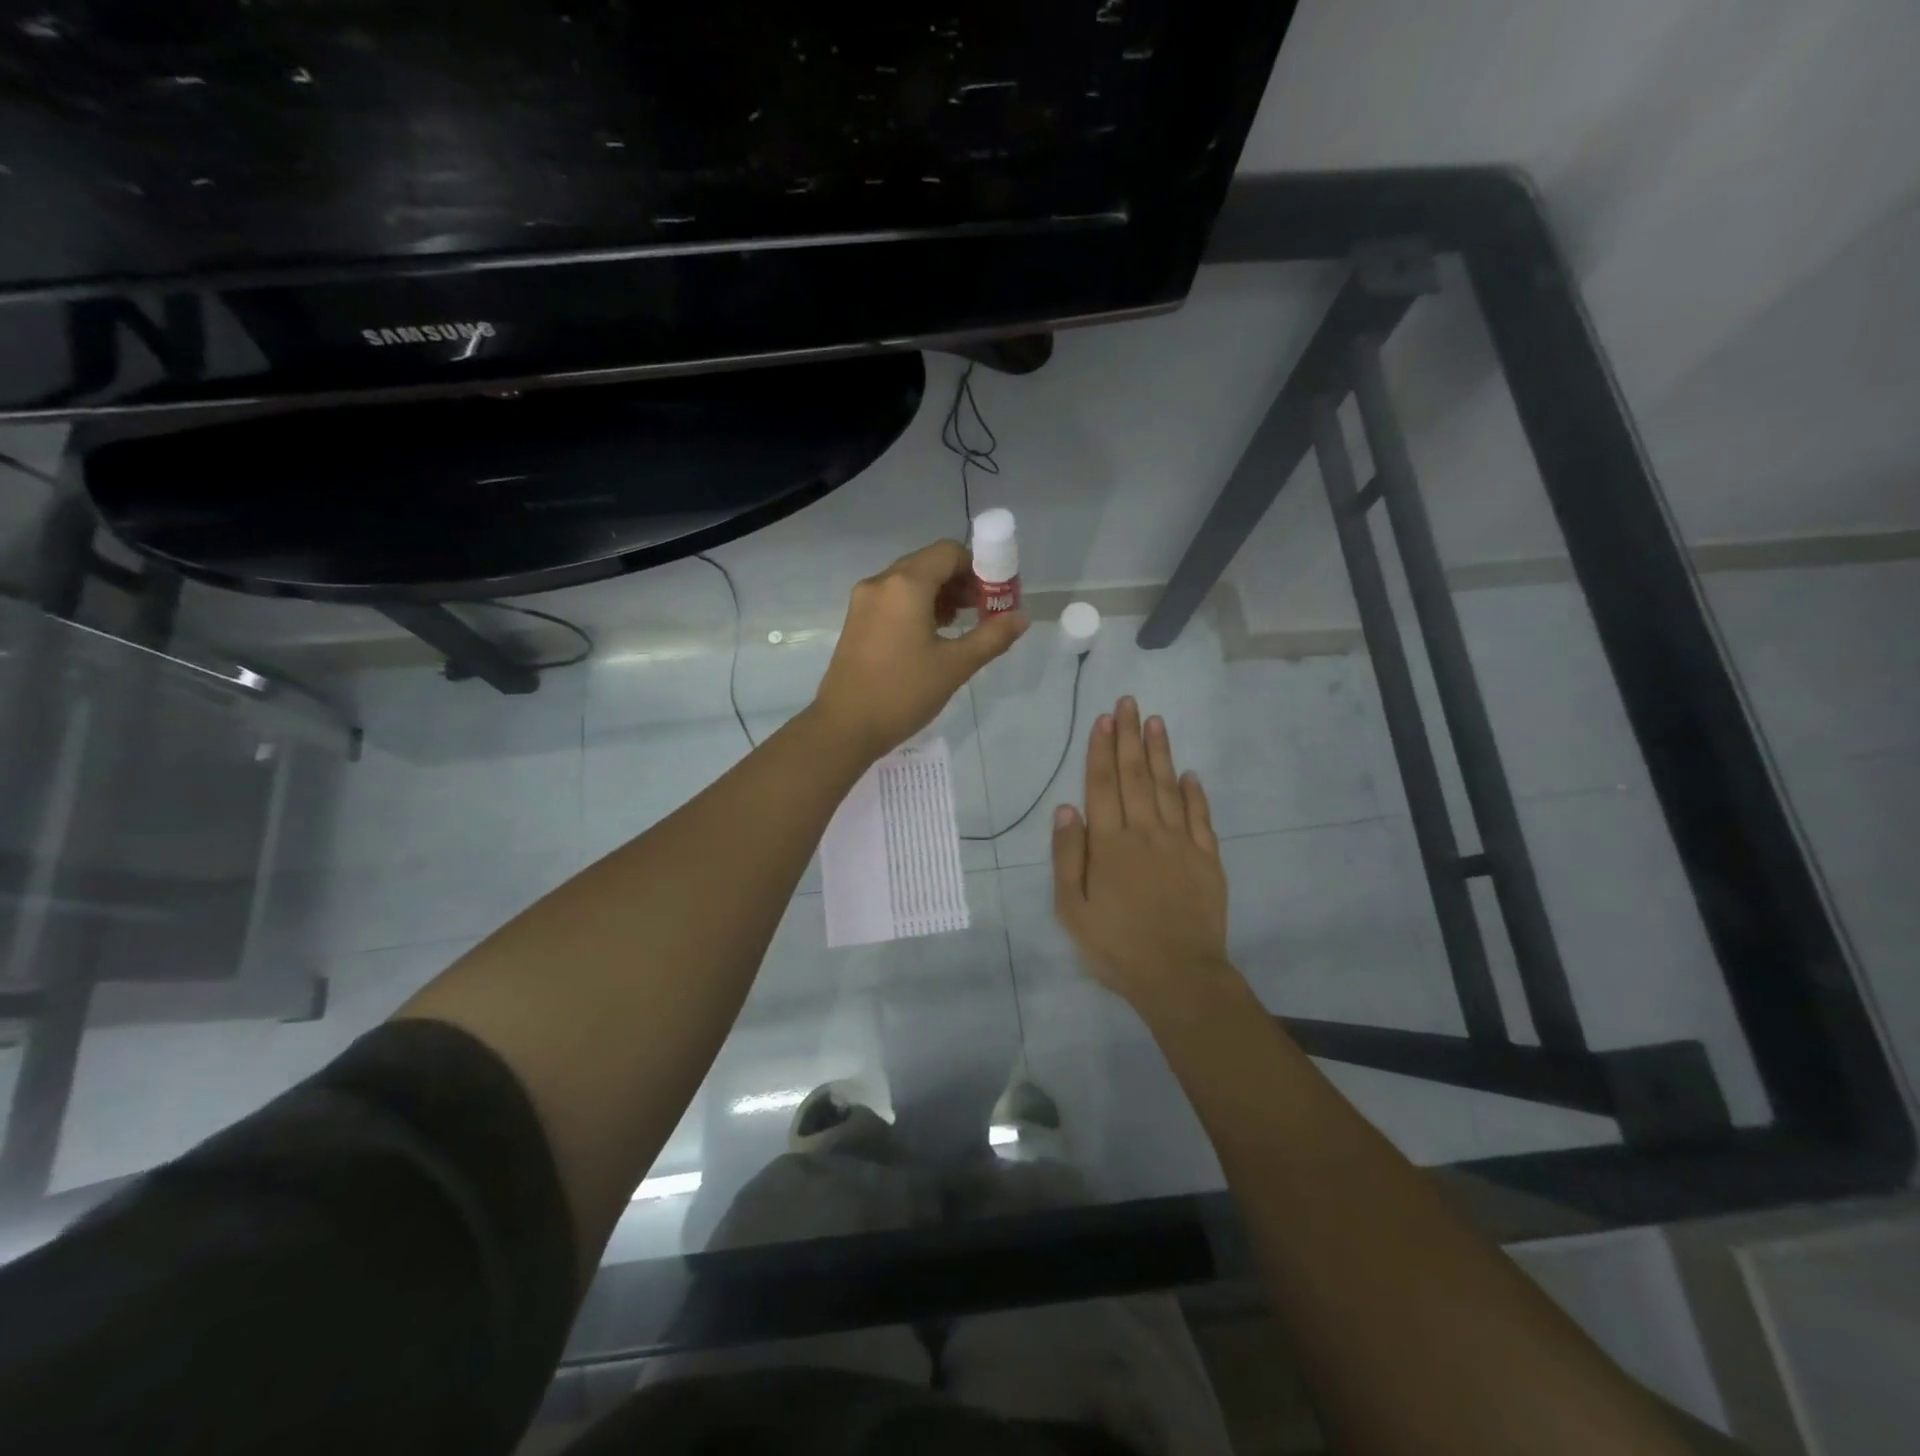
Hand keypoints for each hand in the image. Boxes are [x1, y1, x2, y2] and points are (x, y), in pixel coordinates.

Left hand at [811, 540, 1027, 760]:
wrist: (845, 727)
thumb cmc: (904, 693)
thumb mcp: (955, 666)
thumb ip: (992, 636)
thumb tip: (1021, 618)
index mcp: (906, 584)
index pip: (949, 552)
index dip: (978, 568)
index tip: (994, 596)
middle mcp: (881, 582)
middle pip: (929, 563)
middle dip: (960, 582)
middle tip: (983, 611)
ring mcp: (864, 601)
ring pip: (910, 581)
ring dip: (940, 594)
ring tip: (960, 625)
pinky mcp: (856, 620)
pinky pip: (893, 598)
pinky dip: (917, 606)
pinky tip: (932, 635)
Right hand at [1052, 697, 1236, 1015]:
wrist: (1179, 976)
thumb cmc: (1116, 946)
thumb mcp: (1072, 909)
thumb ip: (1068, 857)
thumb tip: (1066, 809)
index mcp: (1110, 844)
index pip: (1103, 785)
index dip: (1102, 749)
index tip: (1104, 717)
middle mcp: (1145, 833)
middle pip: (1136, 776)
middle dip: (1129, 737)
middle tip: (1129, 702)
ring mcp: (1180, 844)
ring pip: (1169, 788)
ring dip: (1161, 753)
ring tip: (1155, 722)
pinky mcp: (1207, 860)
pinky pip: (1201, 818)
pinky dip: (1195, 793)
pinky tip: (1190, 773)